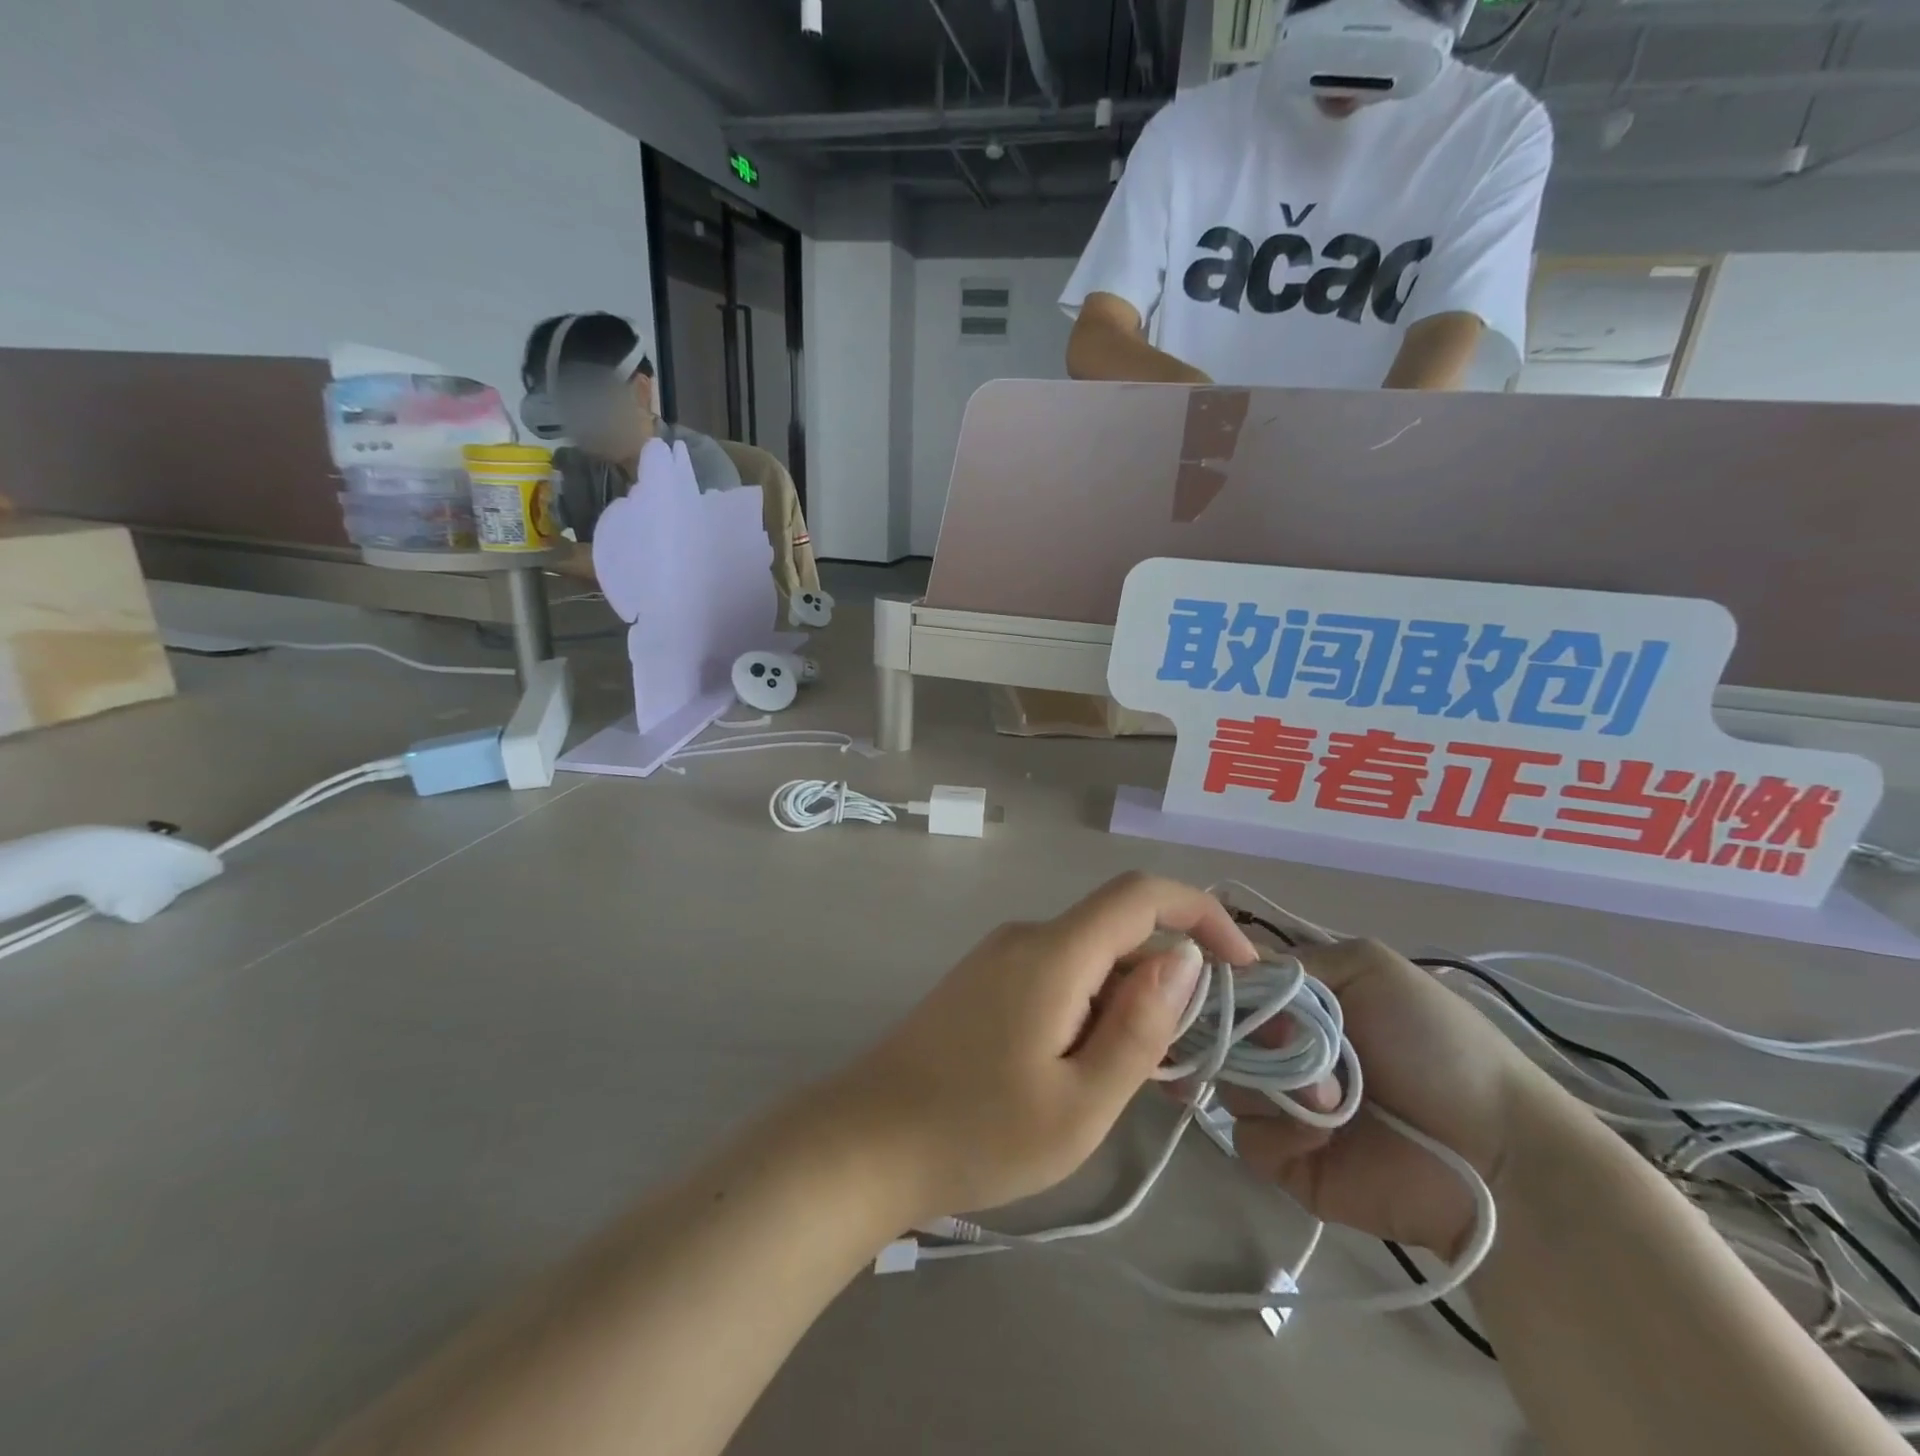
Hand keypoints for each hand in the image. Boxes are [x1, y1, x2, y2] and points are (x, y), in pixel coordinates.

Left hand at [820, 873, 1257, 1229]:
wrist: (864, 1143)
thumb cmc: (977, 1133)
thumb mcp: (1081, 1102)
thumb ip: (1140, 1027)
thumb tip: (1186, 960)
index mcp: (1053, 952)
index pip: (1141, 894)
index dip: (1202, 914)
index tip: (1243, 969)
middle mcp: (1026, 938)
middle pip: (1119, 935)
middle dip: (1166, 987)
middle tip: (1184, 1070)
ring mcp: (999, 958)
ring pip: (1090, 961)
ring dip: (1128, 1007)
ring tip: (1133, 1086)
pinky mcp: (984, 983)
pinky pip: (1058, 978)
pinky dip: (1091, 1012)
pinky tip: (1086, 1074)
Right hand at [1218, 938, 1566, 1256]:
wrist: (1497, 1157)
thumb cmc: (1437, 1046)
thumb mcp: (1370, 968)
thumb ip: (1293, 961)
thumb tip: (1226, 972)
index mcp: (1297, 1000)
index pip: (1230, 982)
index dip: (1216, 983)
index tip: (1215, 986)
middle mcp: (1280, 1046)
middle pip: (1218, 1031)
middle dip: (1248, 1036)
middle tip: (1290, 1046)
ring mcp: (1281, 1103)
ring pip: (1226, 1081)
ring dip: (1270, 1085)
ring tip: (1328, 1100)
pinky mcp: (1285, 1159)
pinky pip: (1246, 1136)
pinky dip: (1281, 1133)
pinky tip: (1325, 1138)